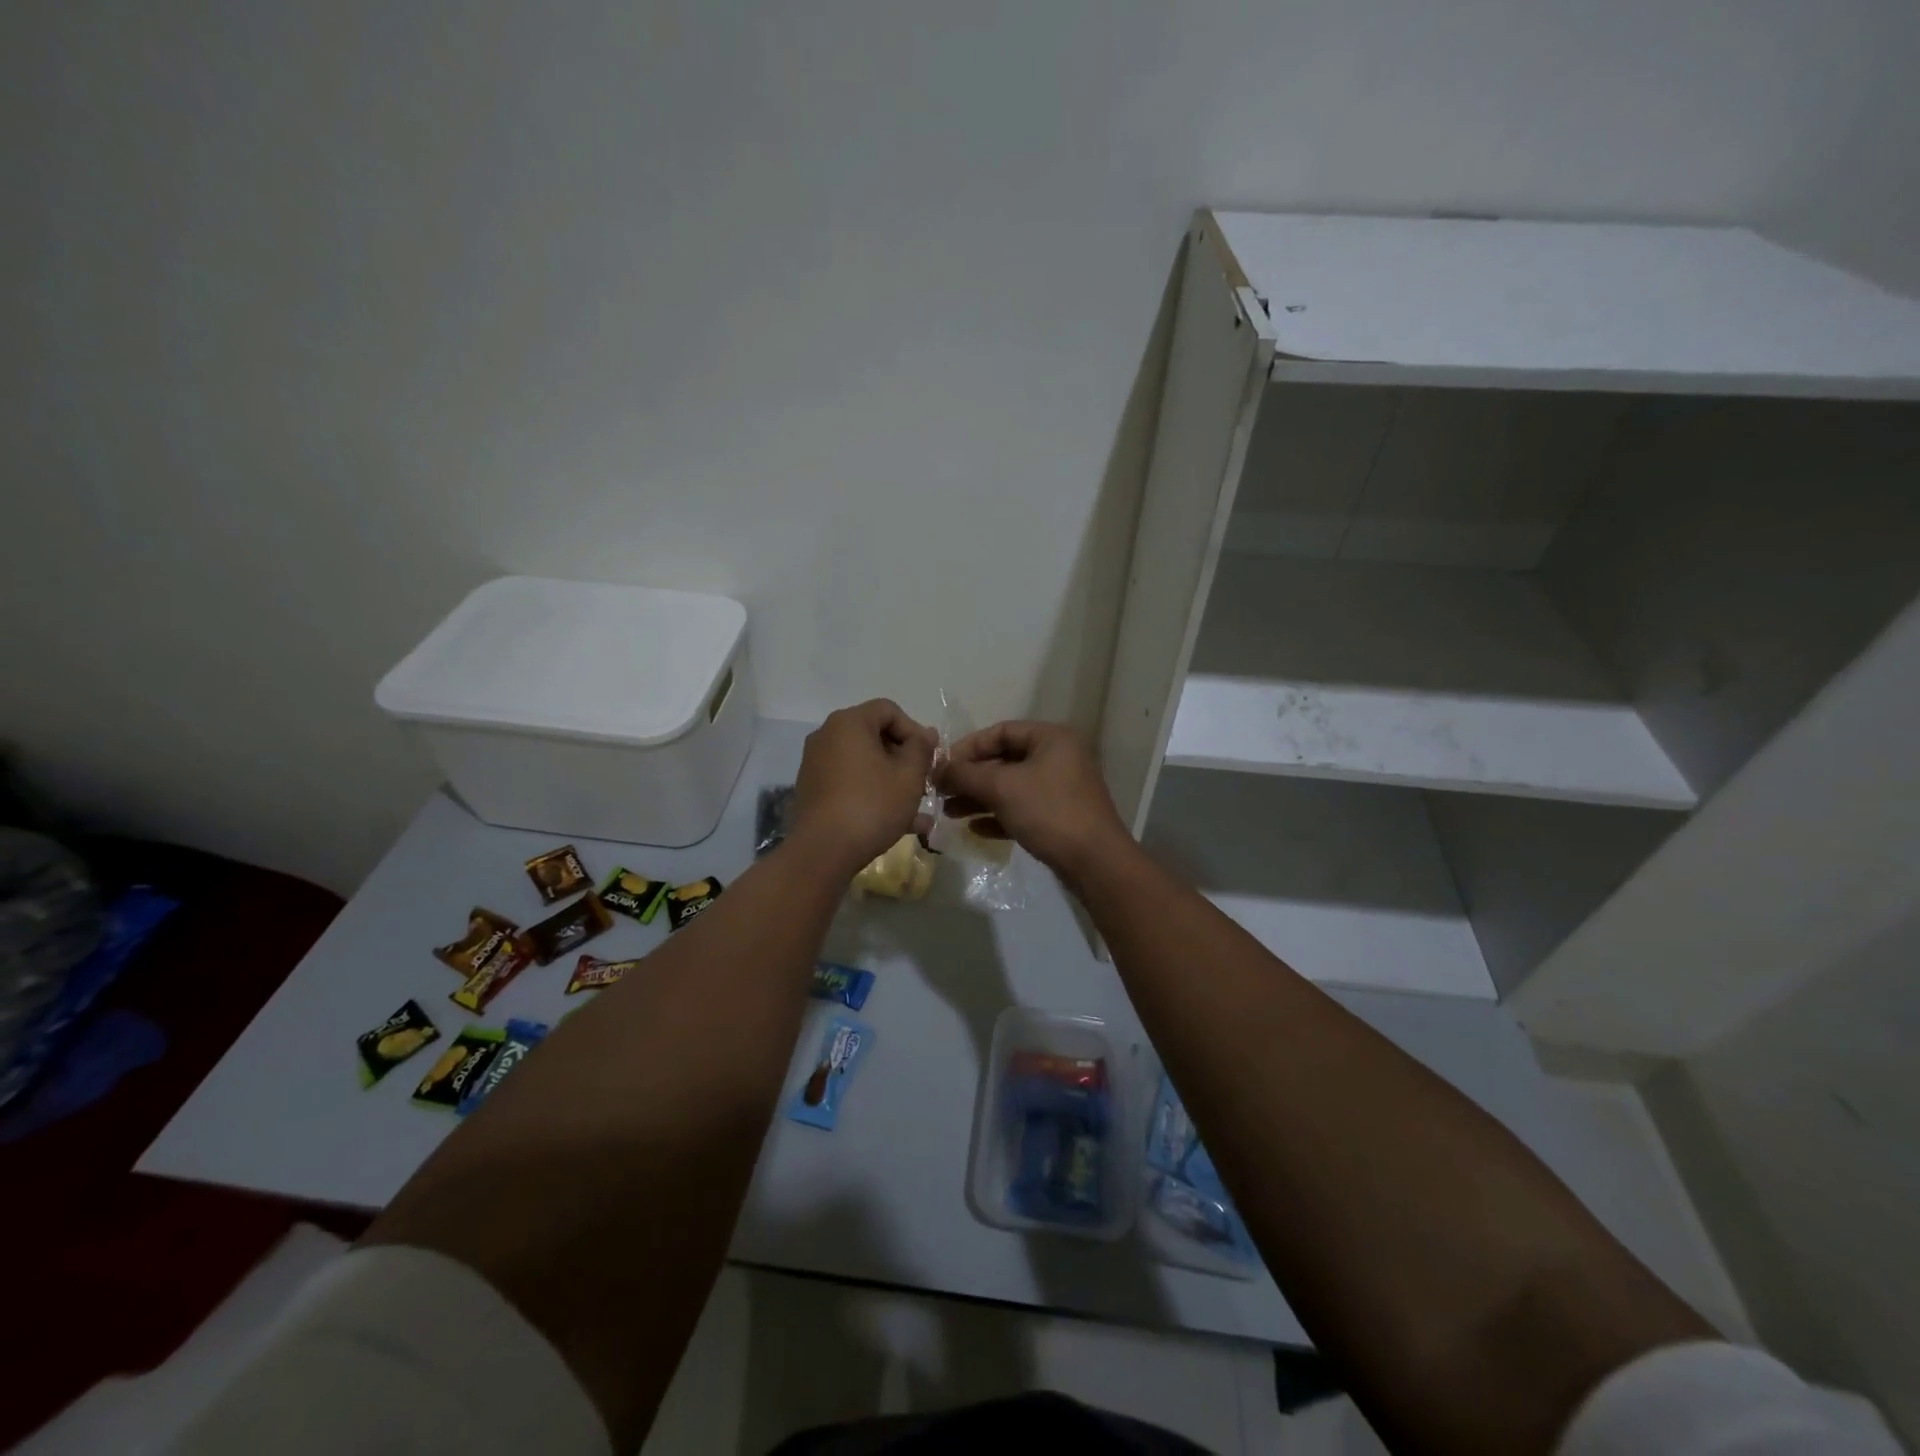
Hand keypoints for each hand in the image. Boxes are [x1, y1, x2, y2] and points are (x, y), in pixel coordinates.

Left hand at [792, 700, 937, 872]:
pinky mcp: (813, 789)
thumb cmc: (872, 805)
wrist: (823, 851)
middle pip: (875, 736)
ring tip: (919, 810)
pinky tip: (899, 823)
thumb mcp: (909, 776)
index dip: (914, 730)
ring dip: (892, 781)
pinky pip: (850, 782)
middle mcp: (827, 736)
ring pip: (865, 764)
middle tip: (924, 781)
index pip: (889, 710)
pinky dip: (873, 793)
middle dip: (904, 758)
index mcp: (848, 723)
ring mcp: (816, 763)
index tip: (929, 758)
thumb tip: (927, 733)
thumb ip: (922, 749)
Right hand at [937, 721, 1130, 878]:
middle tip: (941, 793)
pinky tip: (975, 830)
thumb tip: (936, 769)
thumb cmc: (1049, 812)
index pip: (1001, 731)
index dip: (968, 747)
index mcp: (1051, 738)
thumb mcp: (1002, 787)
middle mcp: (1058, 757)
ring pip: (1011, 787)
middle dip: (971, 777)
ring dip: (979, 798)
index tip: (942, 766)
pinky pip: (1022, 809)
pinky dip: (999, 816)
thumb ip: (965, 774)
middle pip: (1004, 760)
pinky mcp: (1060, 816)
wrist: (1095, 862)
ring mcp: (1061, 788)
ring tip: (949, 813)